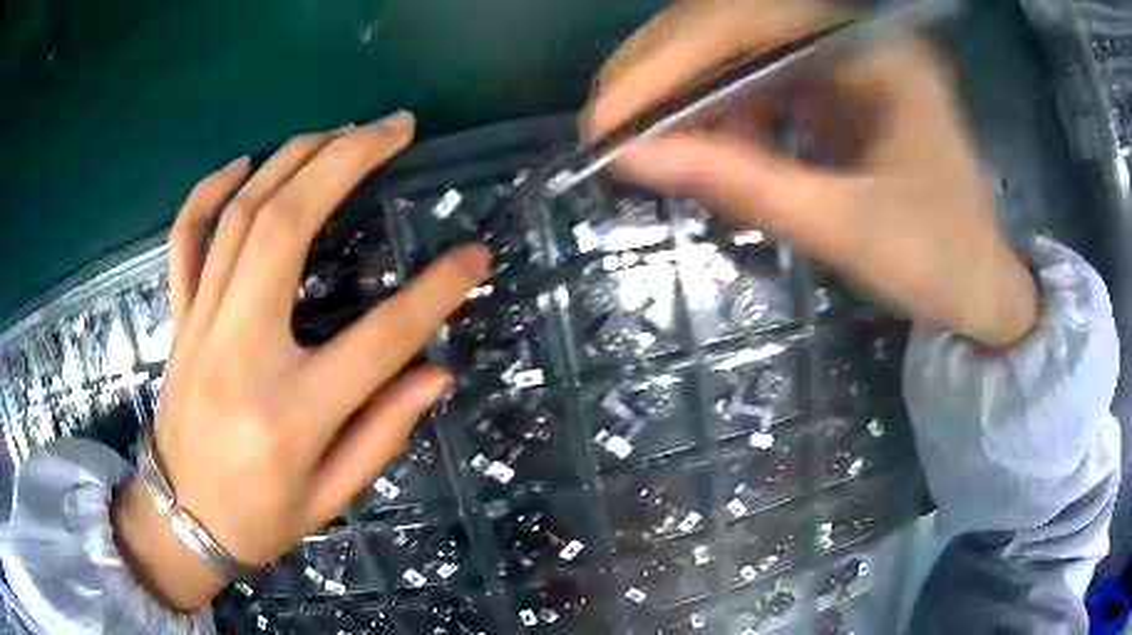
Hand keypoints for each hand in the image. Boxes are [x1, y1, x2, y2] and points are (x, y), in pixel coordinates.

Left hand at [111, 112, 489, 610]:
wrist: (184, 522)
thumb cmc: (261, 518)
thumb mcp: (331, 496)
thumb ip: (384, 432)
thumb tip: (435, 371)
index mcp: (291, 413)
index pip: (380, 338)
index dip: (436, 290)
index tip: (475, 254)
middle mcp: (240, 353)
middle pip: (288, 229)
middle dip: (346, 161)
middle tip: (395, 126)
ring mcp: (201, 327)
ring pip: (241, 216)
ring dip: (294, 158)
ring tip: (341, 130)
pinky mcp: (179, 320)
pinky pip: (186, 240)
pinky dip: (208, 192)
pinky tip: (241, 163)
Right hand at [586, 0, 1037, 346]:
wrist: (978, 282)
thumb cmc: (935, 260)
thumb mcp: (841, 228)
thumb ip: (740, 184)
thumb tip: (632, 159)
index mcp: (878, 51)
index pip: (751, 24)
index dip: (669, 63)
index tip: (607, 117)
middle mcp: (856, 33)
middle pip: (736, 21)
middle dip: (664, 69)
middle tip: (608, 122)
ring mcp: (844, 52)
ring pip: (739, 45)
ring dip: (688, 90)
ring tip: (649, 139)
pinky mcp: (835, 79)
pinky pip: (760, 75)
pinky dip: (723, 108)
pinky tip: (707, 143)